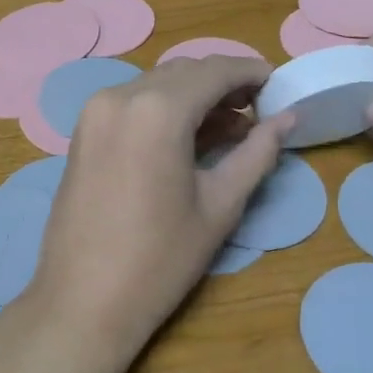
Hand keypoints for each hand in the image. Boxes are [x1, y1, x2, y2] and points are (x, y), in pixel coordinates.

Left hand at [29, 56, 290, 358]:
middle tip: (259, 112)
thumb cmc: (160, 259)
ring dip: (194, 97)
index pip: (215, 71)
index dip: (251, 72)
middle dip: (224, 84)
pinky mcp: (82, 132)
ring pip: (156, 85)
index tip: (280, 85)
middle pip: (184, 73)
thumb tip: (289, 118)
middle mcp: (120, 96)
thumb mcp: (220, 205)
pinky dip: (164, 110)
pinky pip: (132, 104)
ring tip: (231, 129)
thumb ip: (257, 152)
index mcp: (157, 109)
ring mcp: (94, 113)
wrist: (84, 301)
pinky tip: (188, 139)